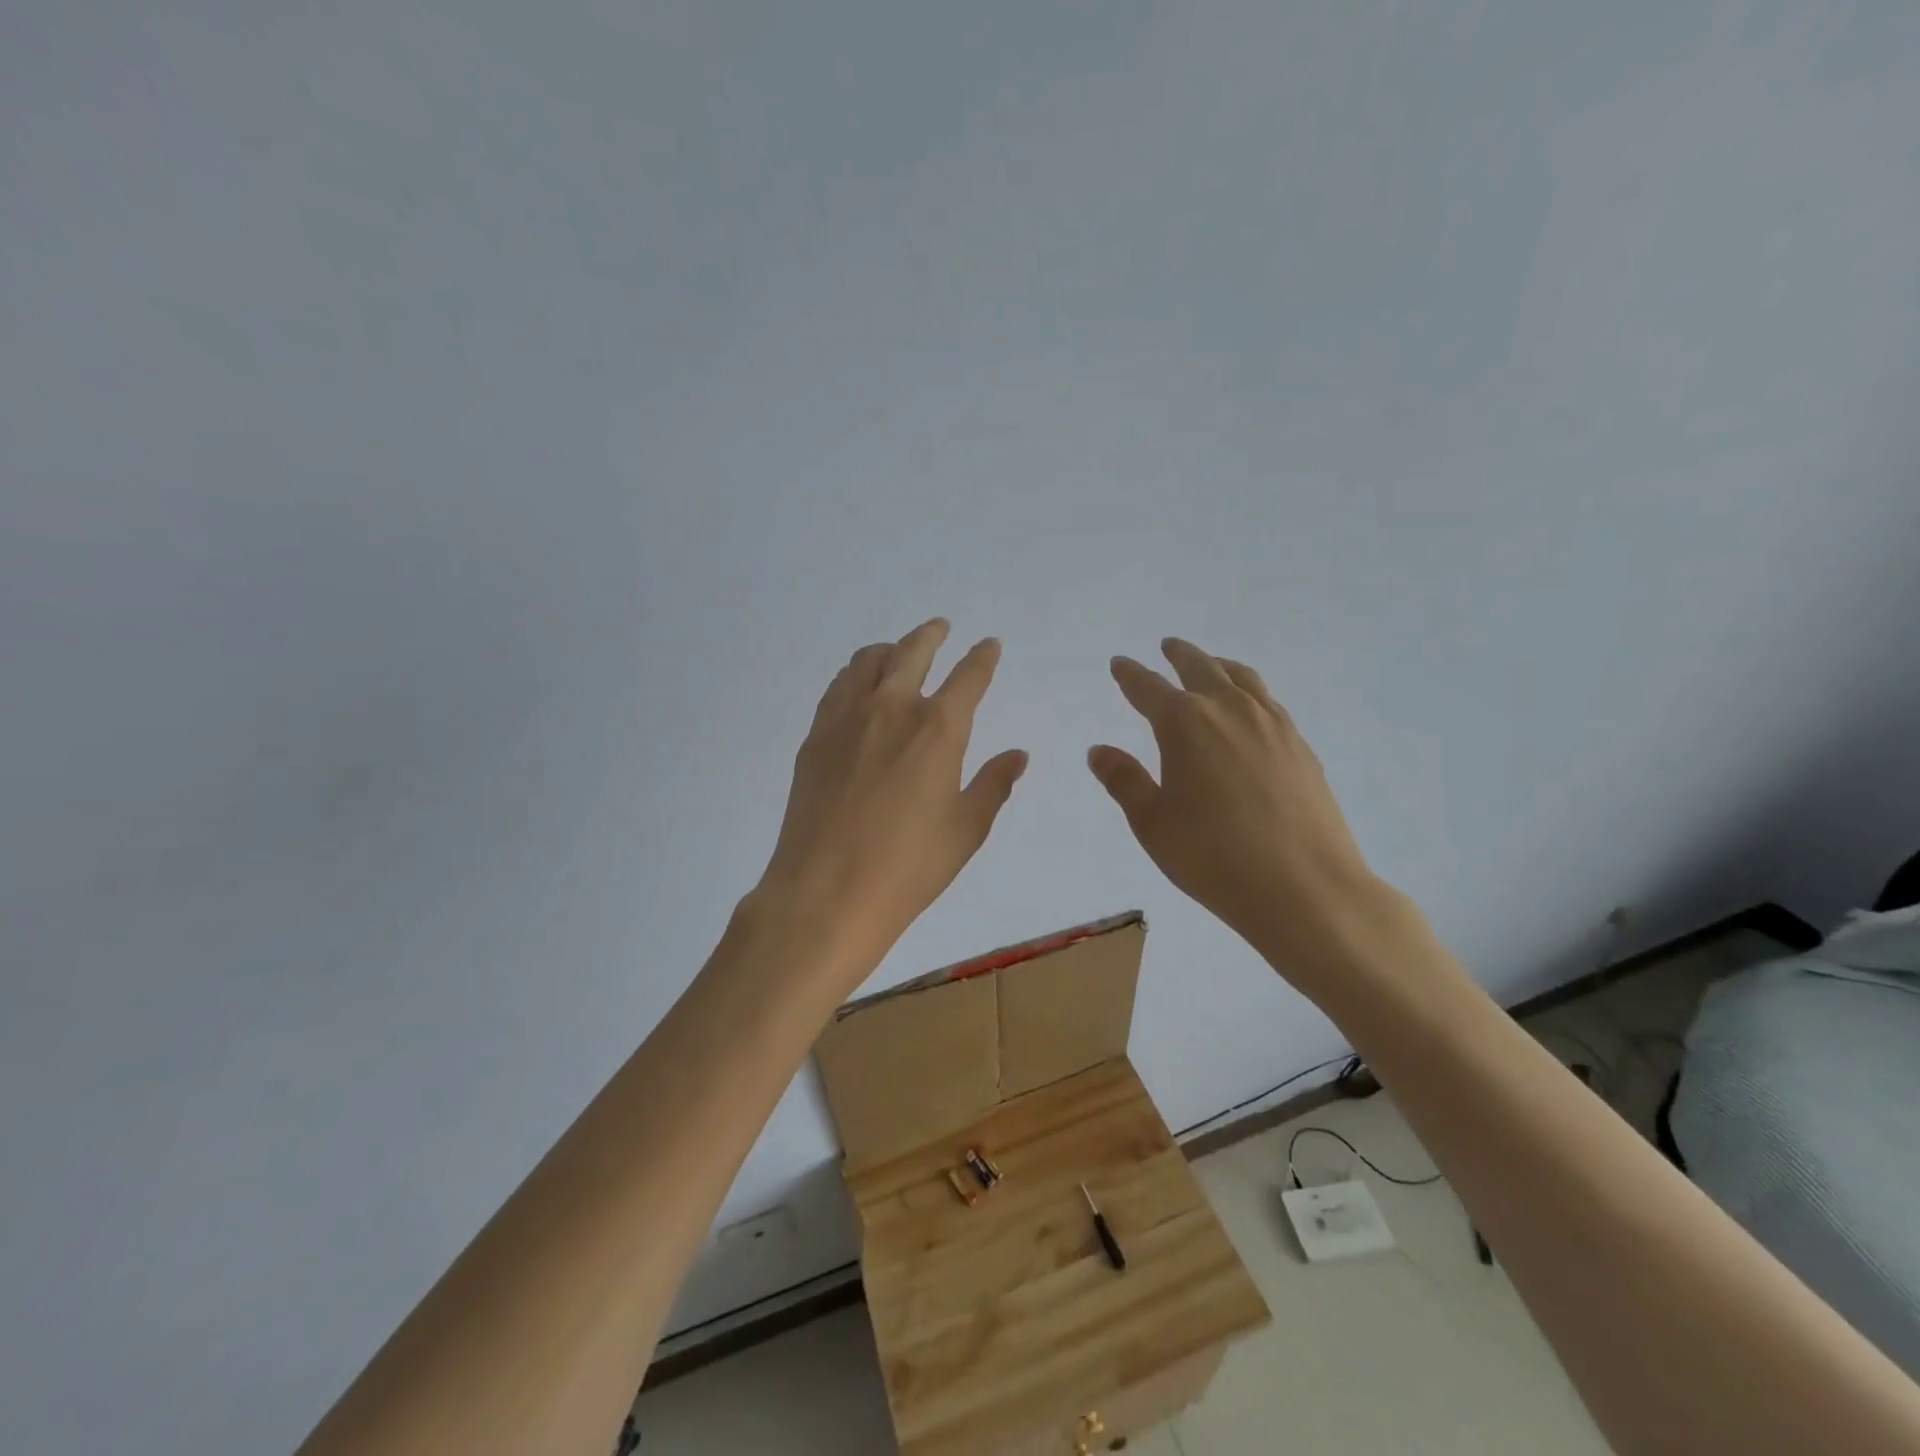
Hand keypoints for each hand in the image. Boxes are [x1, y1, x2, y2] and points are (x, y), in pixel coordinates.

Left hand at [755, 618, 1027, 981]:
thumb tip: (1018, 755)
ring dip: (890, 649)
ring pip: (868, 661)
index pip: (968, 677)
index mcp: (938, 728)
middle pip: (913, 652)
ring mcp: (846, 718)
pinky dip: (855, 674)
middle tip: (941, 628)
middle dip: (932, 635)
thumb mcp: (966, 829)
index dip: (983, 657)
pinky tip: (858, 686)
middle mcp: (892, 708)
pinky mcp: (816, 736)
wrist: (826, 891)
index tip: (989, 645)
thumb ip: (994, 784)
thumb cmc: (909, 866)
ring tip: (898, 652)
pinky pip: (838, 686)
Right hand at [1088, 638, 1400, 994]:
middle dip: (1178, 656)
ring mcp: (1272, 724)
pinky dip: (1249, 690)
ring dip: (1218, 665)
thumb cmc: (1212, 856)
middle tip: (1166, 646)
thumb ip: (1123, 780)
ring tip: (1210, 664)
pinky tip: (1250, 708)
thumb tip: (1099, 750)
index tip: (1119, 664)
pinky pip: (1268, 700)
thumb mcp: (1152, 822)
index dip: (1130, 675)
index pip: (1148, 688)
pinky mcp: (1300, 745)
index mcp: (1184, 724)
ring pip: (1241, 678)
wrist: (1305, 888)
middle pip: (1200, 668)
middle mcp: (1229, 710)